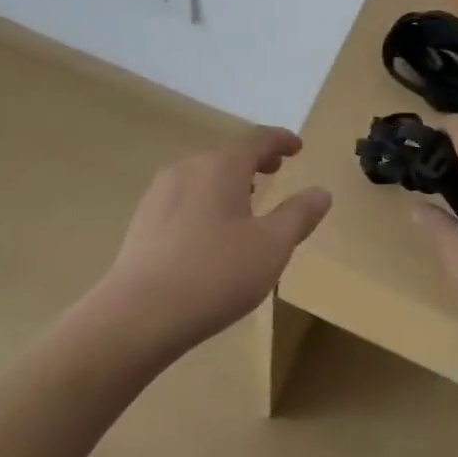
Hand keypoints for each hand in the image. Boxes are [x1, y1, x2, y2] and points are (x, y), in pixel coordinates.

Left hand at [101, 126, 331, 354]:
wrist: (137, 316)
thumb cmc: (214, 275)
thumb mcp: (271, 247)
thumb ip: (299, 215)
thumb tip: (321, 192)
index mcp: (222, 167)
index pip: (257, 140)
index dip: (281, 140)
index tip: (297, 147)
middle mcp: (188, 168)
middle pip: (228, 155)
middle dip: (255, 160)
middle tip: (275, 170)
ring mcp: (160, 193)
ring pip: (204, 175)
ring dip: (229, 181)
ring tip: (245, 202)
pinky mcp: (143, 220)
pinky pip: (184, 197)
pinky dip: (206, 200)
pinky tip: (209, 231)